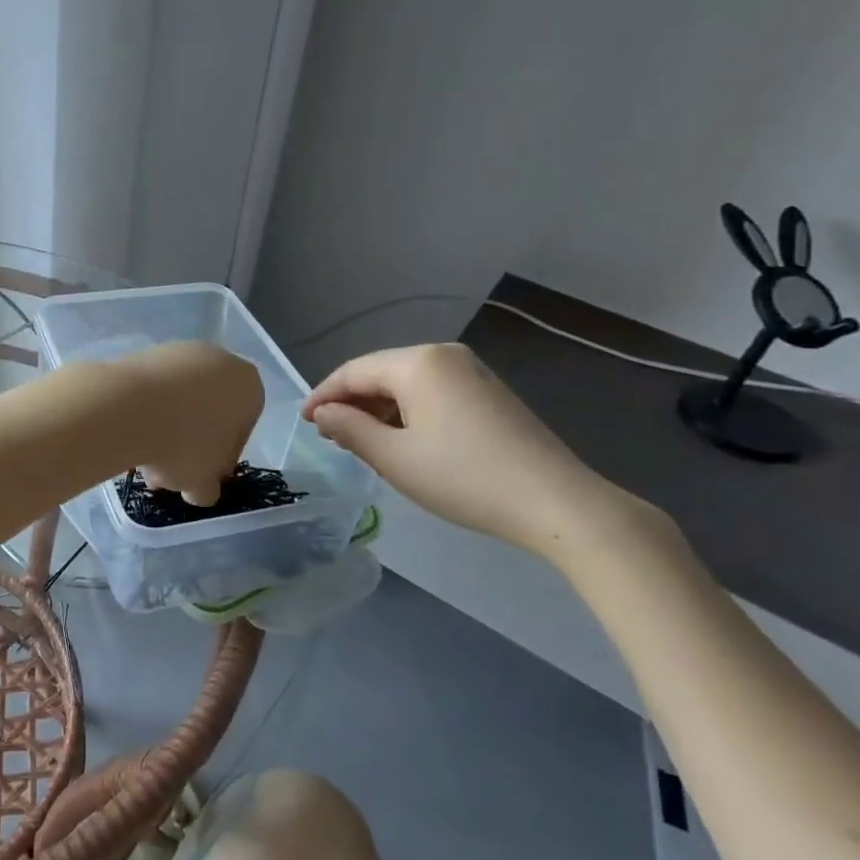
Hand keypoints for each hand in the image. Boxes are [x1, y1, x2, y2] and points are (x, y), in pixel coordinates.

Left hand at [115, 342, 263, 506]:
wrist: (127, 407)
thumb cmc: (183, 444)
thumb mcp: (204, 482)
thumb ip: (208, 488)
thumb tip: (201, 490)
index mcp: (248, 387)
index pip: (242, 429)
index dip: (220, 459)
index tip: (200, 476)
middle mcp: (220, 360)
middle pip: (208, 412)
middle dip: (189, 443)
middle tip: (167, 473)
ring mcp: (181, 351)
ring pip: (179, 400)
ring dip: (165, 429)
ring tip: (142, 462)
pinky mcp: (146, 351)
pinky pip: (153, 388)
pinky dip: (145, 410)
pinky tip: (129, 436)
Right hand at [303, 343, 632, 558]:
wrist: (556, 503)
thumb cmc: (464, 478)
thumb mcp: (394, 458)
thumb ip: (350, 429)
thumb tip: (323, 412)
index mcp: (417, 363)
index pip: (354, 371)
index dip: (324, 395)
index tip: (303, 421)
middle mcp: (444, 355)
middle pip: (381, 373)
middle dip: (352, 402)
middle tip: (331, 436)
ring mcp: (472, 372)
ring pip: (407, 384)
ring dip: (379, 409)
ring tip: (362, 442)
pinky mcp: (489, 392)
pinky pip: (433, 392)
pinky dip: (408, 412)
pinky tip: (403, 440)